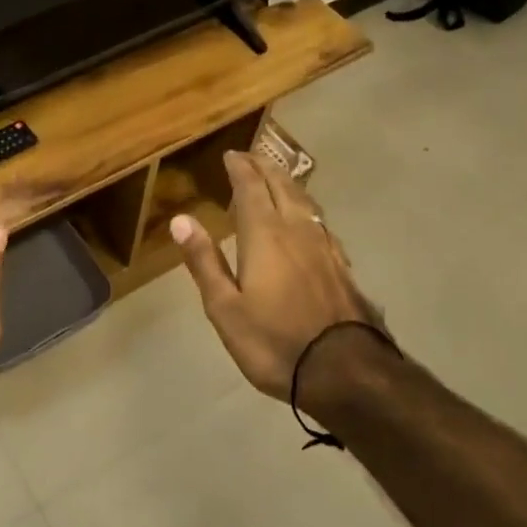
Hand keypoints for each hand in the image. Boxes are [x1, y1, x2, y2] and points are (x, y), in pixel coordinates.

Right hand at [171, 151, 376, 401]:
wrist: (346, 372)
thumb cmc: (274, 342)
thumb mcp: (225, 308)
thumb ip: (204, 261)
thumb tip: (181, 219)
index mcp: (265, 236)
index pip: (251, 189)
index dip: (240, 169)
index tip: (231, 155)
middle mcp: (297, 231)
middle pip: (282, 187)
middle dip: (265, 167)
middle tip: (252, 157)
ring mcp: (325, 248)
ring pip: (306, 202)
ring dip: (288, 183)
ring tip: (277, 178)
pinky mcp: (343, 267)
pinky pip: (321, 223)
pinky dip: (307, 210)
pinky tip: (307, 221)